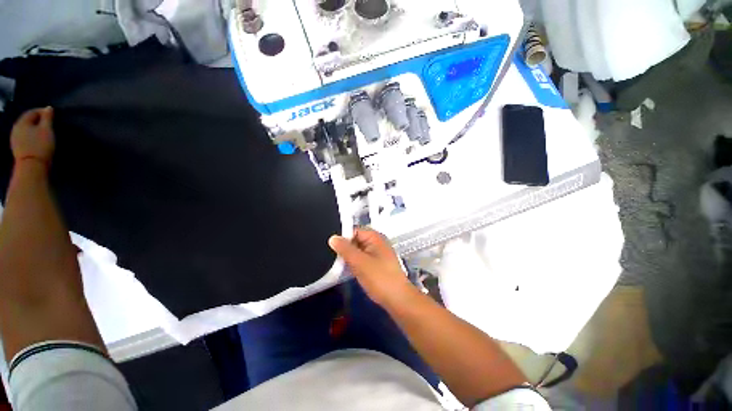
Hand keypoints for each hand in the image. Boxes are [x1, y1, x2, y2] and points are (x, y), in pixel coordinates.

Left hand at [11, 107, 55, 165]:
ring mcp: (15, 140)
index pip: (32, 112)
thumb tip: (48, 108)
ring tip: (44, 132)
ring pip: (26, 130)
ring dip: (35, 129)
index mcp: (22, 122)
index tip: (52, 114)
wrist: (32, 167)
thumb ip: (47, 118)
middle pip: (28, 121)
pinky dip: (32, 137)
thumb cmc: (40, 145)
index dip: (42, 111)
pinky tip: (38, 140)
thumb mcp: (47, 130)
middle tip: (49, 123)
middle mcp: (16, 129)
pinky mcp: (18, 148)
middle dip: (38, 121)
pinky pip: (25, 138)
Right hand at [329, 228, 413, 306]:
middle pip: (355, 240)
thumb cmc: (379, 278)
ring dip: (348, 256)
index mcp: (374, 237)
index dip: (342, 237)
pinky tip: (345, 269)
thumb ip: (345, 249)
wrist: (397, 299)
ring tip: (335, 263)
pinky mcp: (376, 264)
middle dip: (344, 247)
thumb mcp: (360, 262)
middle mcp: (376, 242)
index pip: (354, 230)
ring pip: (357, 250)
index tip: (330, 246)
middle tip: (330, 256)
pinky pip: (361, 259)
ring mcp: (377, 254)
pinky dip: (354, 263)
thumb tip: (332, 238)